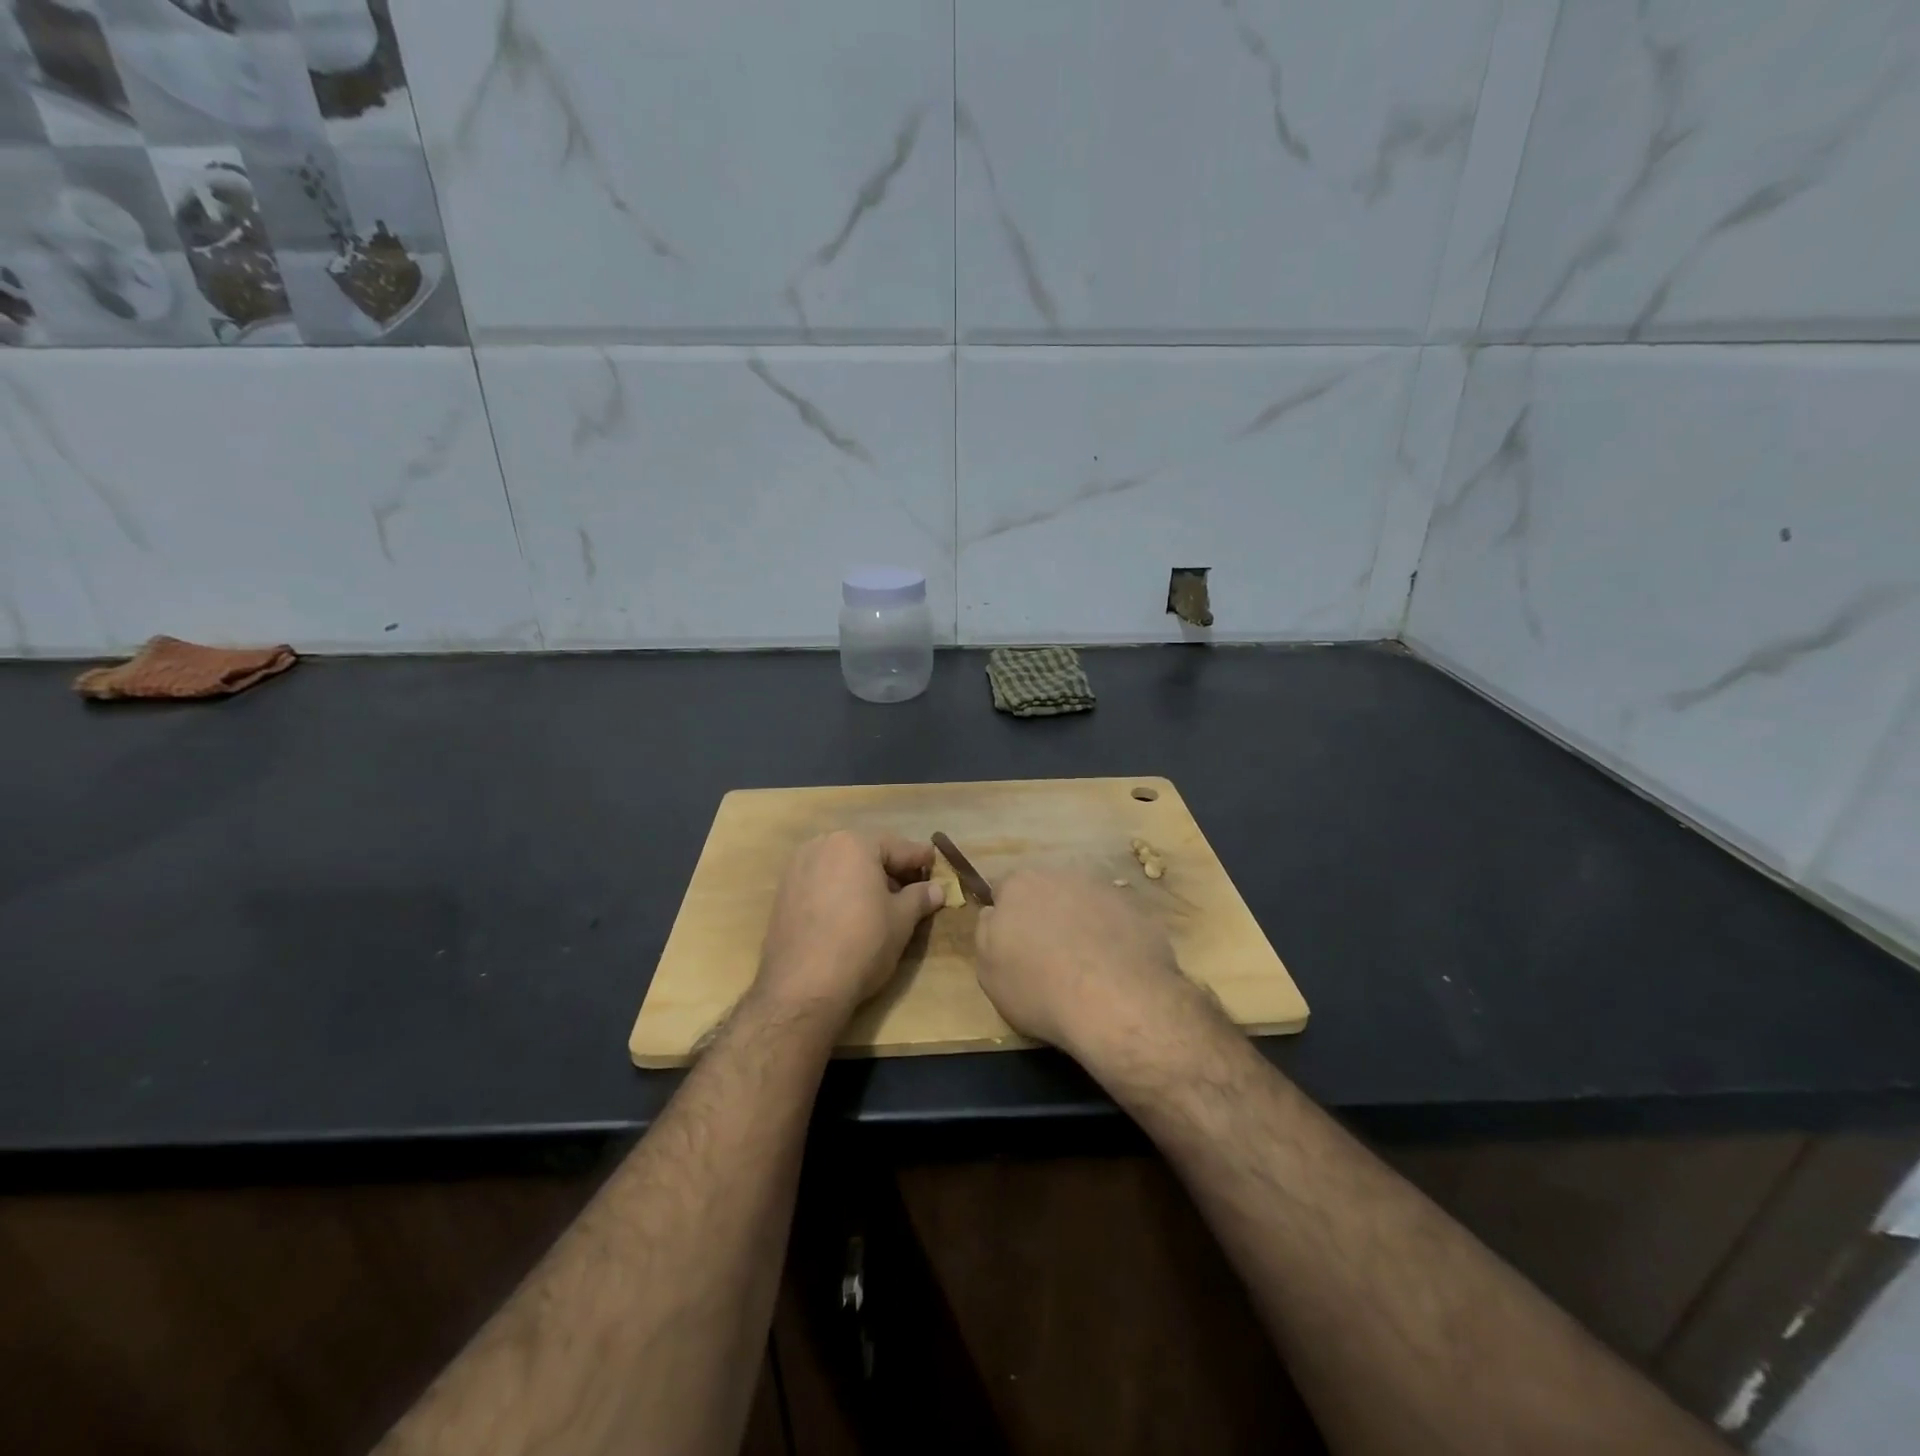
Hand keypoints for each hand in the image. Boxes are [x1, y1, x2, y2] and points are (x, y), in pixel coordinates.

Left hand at [755, 830, 945, 1015]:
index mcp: (855, 843)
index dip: (920, 858)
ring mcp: (797, 868)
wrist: (803, 986)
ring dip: (862, 878)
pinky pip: (820, 881)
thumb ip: (920, 897)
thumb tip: (936, 889)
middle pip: (865, 852)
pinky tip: (849, 913)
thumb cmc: (862, 943)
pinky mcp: (783, 892)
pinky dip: (838, 890)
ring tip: (880, 903)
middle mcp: (822, 845)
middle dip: (889, 868)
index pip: (898, 847)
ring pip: (840, 866)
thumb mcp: (901, 920)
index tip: (934, 865)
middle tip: (910, 888)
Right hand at [973, 869, 1194, 1059]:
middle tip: (1047, 955)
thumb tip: (994, 914)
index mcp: (1019, 885)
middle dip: (1044, 915)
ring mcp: (1103, 890)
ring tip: (1085, 965)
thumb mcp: (988, 971)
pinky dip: (1111, 937)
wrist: (1117, 1001)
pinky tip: (1113, 969)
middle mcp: (1060, 875)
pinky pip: (1114, 920)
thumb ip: (986, 933)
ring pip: (1082, 902)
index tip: (1012, 944)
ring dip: (1079, 923)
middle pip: (1045, 892)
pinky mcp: (1137, 910)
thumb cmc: (1040, 988)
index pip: (1003, 890)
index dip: (1006, 917)